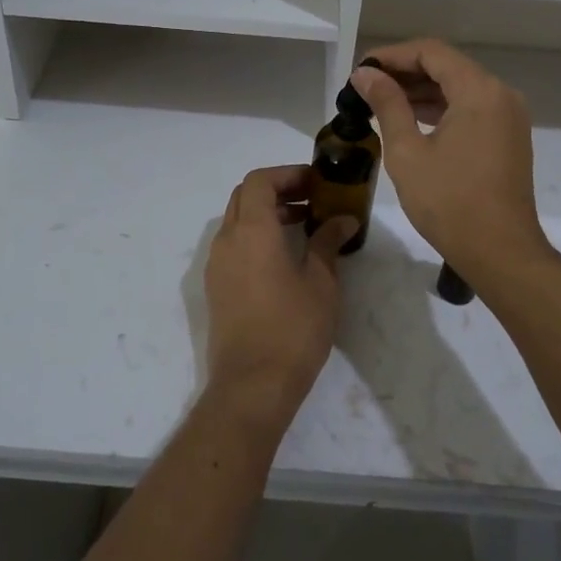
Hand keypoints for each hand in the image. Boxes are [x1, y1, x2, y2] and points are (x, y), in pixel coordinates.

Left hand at [202, 166, 355, 436]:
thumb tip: (343, 220)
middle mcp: (227, 240)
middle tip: (312, 200)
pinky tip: (284, 257)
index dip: (287, 174)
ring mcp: (217, 264)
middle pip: (245, 196)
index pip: (259, 181)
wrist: (251, 385)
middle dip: (278, 190)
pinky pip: (234, 245)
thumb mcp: (321, 282)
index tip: (316, 183)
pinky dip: (256, 236)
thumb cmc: (292, 328)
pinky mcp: (217, 287)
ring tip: (304, 227)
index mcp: (251, 230)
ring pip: (237, 220)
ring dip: (267, 214)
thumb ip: (328, 242)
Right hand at [349, 39, 553, 289]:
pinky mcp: (508, 137)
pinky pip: (471, 107)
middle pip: (447, 66)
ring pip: (459, 87)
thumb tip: (365, 74)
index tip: (361, 70)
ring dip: (421, 90)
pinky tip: (411, 119)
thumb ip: (387, 104)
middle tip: (365, 87)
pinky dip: (441, 108)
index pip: (431, 52)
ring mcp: (508, 116)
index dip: (392, 55)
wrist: (501, 253)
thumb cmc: (449, 202)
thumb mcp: (407, 151)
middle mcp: (500, 94)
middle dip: (405, 72)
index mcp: (479, 91)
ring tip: (380, 102)